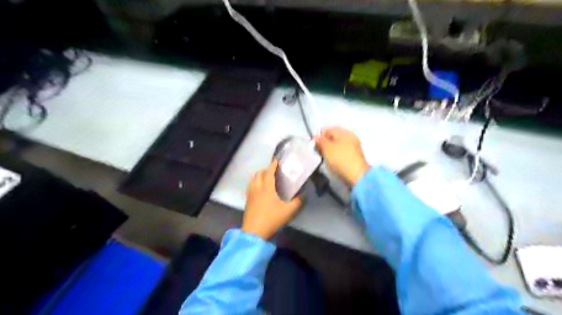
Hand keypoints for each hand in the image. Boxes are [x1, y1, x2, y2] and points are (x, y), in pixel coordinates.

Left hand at [242, 161, 302, 239]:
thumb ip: (298, 202)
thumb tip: (304, 194)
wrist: (254, 232)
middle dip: (266, 170)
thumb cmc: (272, 219)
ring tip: (266, 179)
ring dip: (259, 176)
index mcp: (267, 188)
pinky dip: (255, 183)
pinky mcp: (247, 201)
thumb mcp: (289, 211)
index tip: (277, 160)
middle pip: (259, 174)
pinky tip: (259, 189)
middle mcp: (257, 188)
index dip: (273, 165)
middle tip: (274, 172)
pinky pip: (250, 186)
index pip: (269, 172)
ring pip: (253, 179)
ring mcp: (250, 194)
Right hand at [315, 127, 371, 187]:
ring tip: (324, 157)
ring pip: (337, 145)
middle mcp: (350, 136)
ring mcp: (354, 146)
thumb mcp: (327, 148)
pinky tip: (332, 161)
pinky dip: (336, 155)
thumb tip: (316, 136)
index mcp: (344, 131)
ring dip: (330, 150)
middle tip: (318, 151)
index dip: (319, 135)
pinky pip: (342, 152)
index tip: (313, 144)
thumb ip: (320, 141)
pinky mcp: (354, 156)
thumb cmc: (340, 159)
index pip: (329, 129)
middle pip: (334, 137)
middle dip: (325, 143)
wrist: (357, 175)